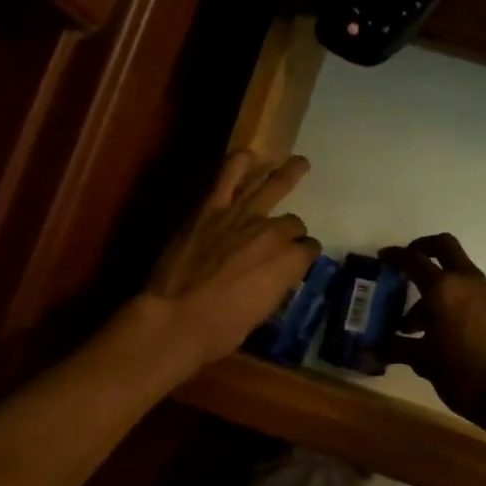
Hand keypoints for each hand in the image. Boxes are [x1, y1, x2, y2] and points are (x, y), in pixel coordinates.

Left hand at [140, 151, 320, 371]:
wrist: (178, 317)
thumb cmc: (222, 329)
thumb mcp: (261, 313)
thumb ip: (273, 287)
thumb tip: (272, 278)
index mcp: (290, 262)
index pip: (308, 250)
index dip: (304, 256)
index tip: (297, 263)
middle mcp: (273, 234)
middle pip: (293, 222)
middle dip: (296, 226)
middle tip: (298, 228)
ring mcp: (241, 217)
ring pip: (270, 186)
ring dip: (286, 174)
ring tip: (297, 163)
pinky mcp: (210, 209)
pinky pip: (228, 176)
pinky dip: (239, 163)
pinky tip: (247, 155)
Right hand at [378, 234, 485, 422]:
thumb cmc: (462, 373)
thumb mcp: (423, 361)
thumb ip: (396, 349)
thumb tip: (369, 350)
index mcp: (442, 288)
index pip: (413, 259)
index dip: (395, 256)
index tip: (382, 257)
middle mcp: (465, 281)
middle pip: (444, 246)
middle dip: (423, 248)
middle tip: (405, 265)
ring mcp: (485, 293)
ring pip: (457, 271)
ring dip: (435, 283)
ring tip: (412, 323)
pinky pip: (467, 291)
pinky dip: (450, 297)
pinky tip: (436, 330)